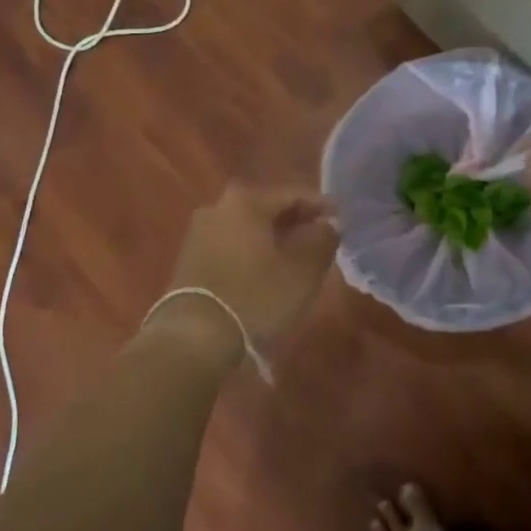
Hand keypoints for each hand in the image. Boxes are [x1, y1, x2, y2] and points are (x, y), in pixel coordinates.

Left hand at [158, 185, 338, 347]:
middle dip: (294, 220)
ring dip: (272, 237)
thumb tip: (327, 225)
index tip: (341, 216)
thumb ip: (322, 240)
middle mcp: (218, 207)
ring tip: (296, 254)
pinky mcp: (189, 258)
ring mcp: (199, 232)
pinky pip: (231, 245)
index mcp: (246, 201)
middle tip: (319, 233)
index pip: (291, 194)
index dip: (320, 204)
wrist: (195, 337)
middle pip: (266, 208)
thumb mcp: (303, 270)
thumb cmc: (256, 296)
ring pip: (247, 227)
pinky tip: (266, 269)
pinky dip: (252, 251)